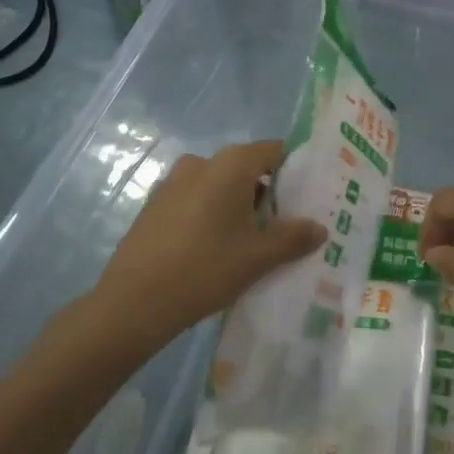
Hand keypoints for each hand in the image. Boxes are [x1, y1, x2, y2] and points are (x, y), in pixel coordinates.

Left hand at [90, 140, 326, 351]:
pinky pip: (195, 200)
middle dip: (266, 194)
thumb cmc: (206, 269)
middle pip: (246, 168)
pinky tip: (213, 249)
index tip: (306, 198)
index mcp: (230, 164)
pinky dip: (210, 215)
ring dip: (237, 206)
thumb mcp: (259, 257)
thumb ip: (293, 238)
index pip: (273, 151)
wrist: (134, 302)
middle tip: (283, 227)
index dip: (294, 171)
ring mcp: (172, 182)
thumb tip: (319, 228)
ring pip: (219, 186)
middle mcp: (201, 162)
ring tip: (249, 243)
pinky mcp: (154, 204)